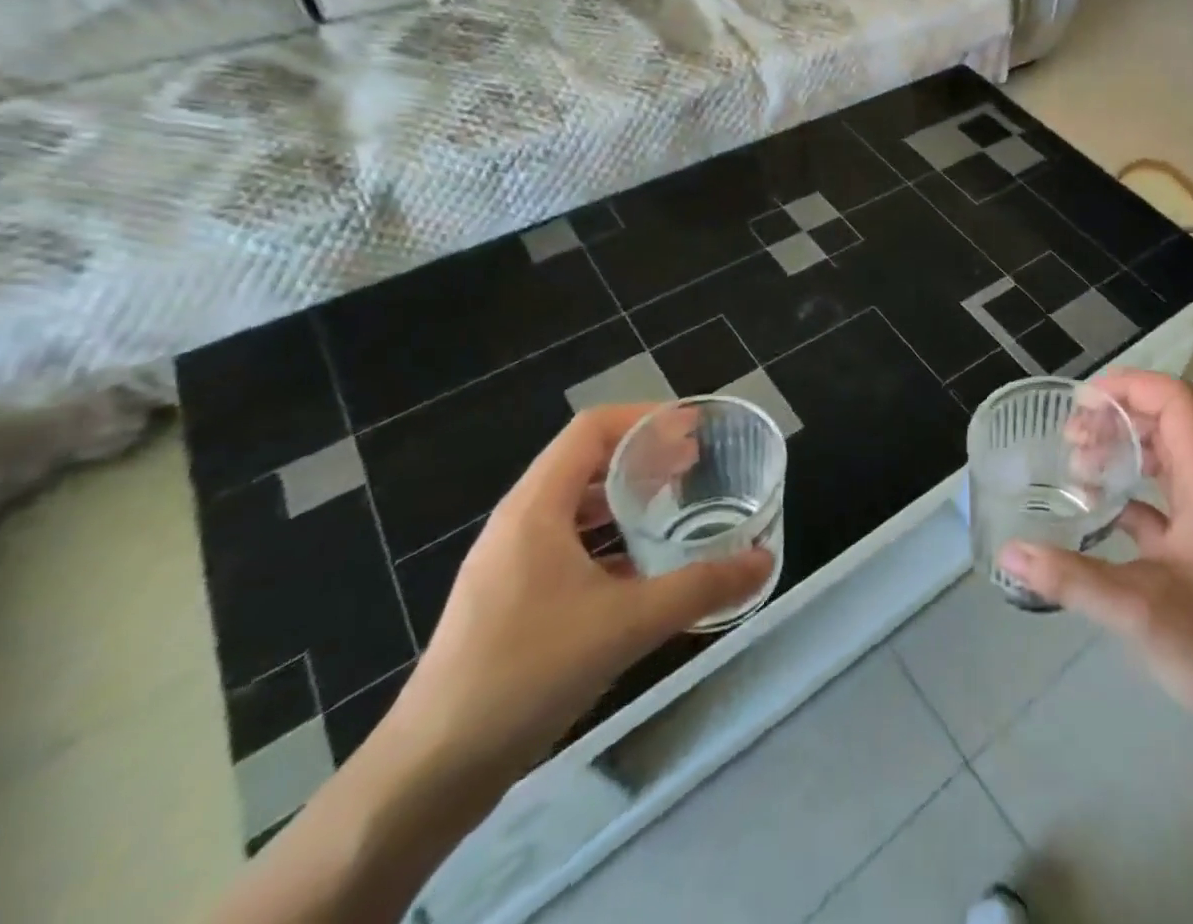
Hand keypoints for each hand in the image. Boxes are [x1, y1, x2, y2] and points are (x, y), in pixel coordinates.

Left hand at [382, 404, 771, 780]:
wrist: (429, 774)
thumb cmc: (525, 674)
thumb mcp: (626, 624)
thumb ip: (700, 587)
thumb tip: (763, 560)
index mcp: (536, 508)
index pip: (591, 429)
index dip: (644, 418)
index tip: (693, 428)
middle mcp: (520, 523)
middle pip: (585, 462)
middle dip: (642, 455)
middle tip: (695, 464)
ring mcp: (511, 564)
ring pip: (576, 507)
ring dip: (626, 498)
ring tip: (674, 506)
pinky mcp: (511, 601)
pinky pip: (568, 547)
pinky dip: (609, 541)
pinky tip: (643, 569)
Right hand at [1000, 371, 1192, 757]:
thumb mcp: (1139, 611)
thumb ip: (1070, 578)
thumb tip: (1007, 552)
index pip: (1177, 404)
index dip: (1132, 386)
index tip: (1083, 404)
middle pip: (1168, 423)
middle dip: (1117, 416)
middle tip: (1071, 436)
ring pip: (1164, 460)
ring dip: (1122, 451)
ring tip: (1076, 466)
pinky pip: (1159, 501)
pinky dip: (1126, 494)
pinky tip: (1093, 512)